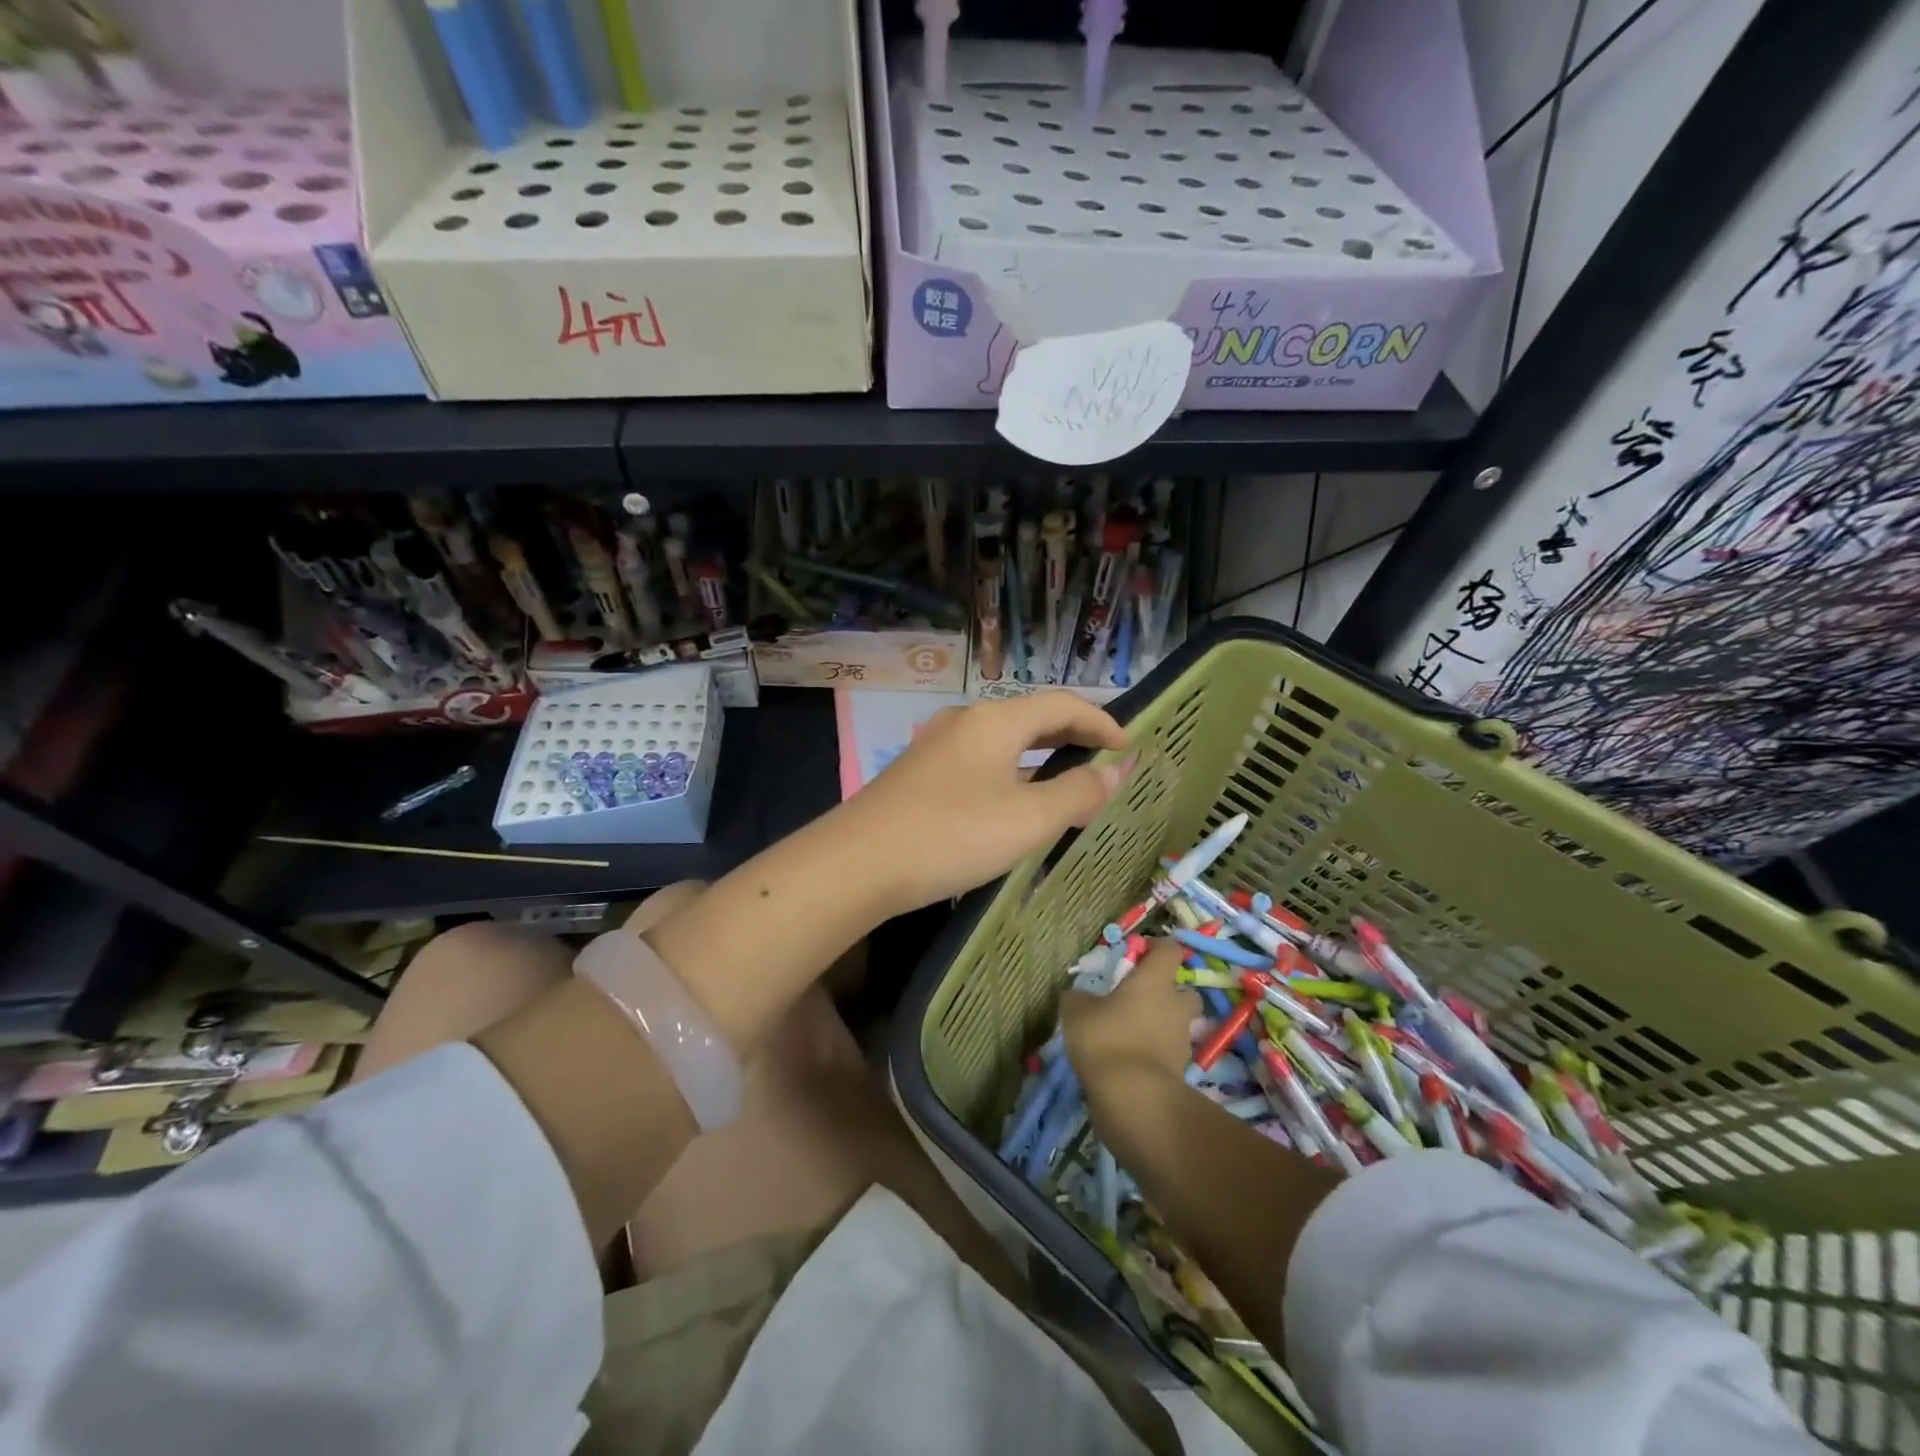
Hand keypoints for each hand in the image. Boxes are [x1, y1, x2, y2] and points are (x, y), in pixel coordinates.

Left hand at [839, 692, 1132, 912]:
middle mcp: (964, 722)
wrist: (857, 863)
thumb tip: (1115, 771)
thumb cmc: (953, 834)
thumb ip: (1077, 793)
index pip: (1062, 703)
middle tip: (1103, 760)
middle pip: (1030, 717)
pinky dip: (1010, 773)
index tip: (1129, 746)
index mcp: (995, 720)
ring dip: (1039, 756)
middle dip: (1071, 735)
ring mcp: (936, 746)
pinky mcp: (918, 774)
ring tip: (1065, 782)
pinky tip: (1011, 803)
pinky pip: (979, 762)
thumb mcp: (1028, 819)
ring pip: (1002, 741)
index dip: (1101, 721)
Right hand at [1061, 940, 1196, 1086]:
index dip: (1157, 948)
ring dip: (1162, 1025)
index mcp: (1155, 981)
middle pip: (1185, 991)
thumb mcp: (1076, 1010)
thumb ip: (1079, 997)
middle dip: (1169, 993)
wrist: (1132, 1097)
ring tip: (1132, 1034)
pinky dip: (1156, 1053)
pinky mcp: (1180, 1072)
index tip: (1138, 954)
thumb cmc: (1106, 1038)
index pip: (1170, 950)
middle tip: (1141, 1000)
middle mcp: (1175, 1006)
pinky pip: (1169, 1053)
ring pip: (1179, 1024)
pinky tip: (1131, 1060)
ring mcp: (1182, 1041)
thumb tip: (1079, 995)